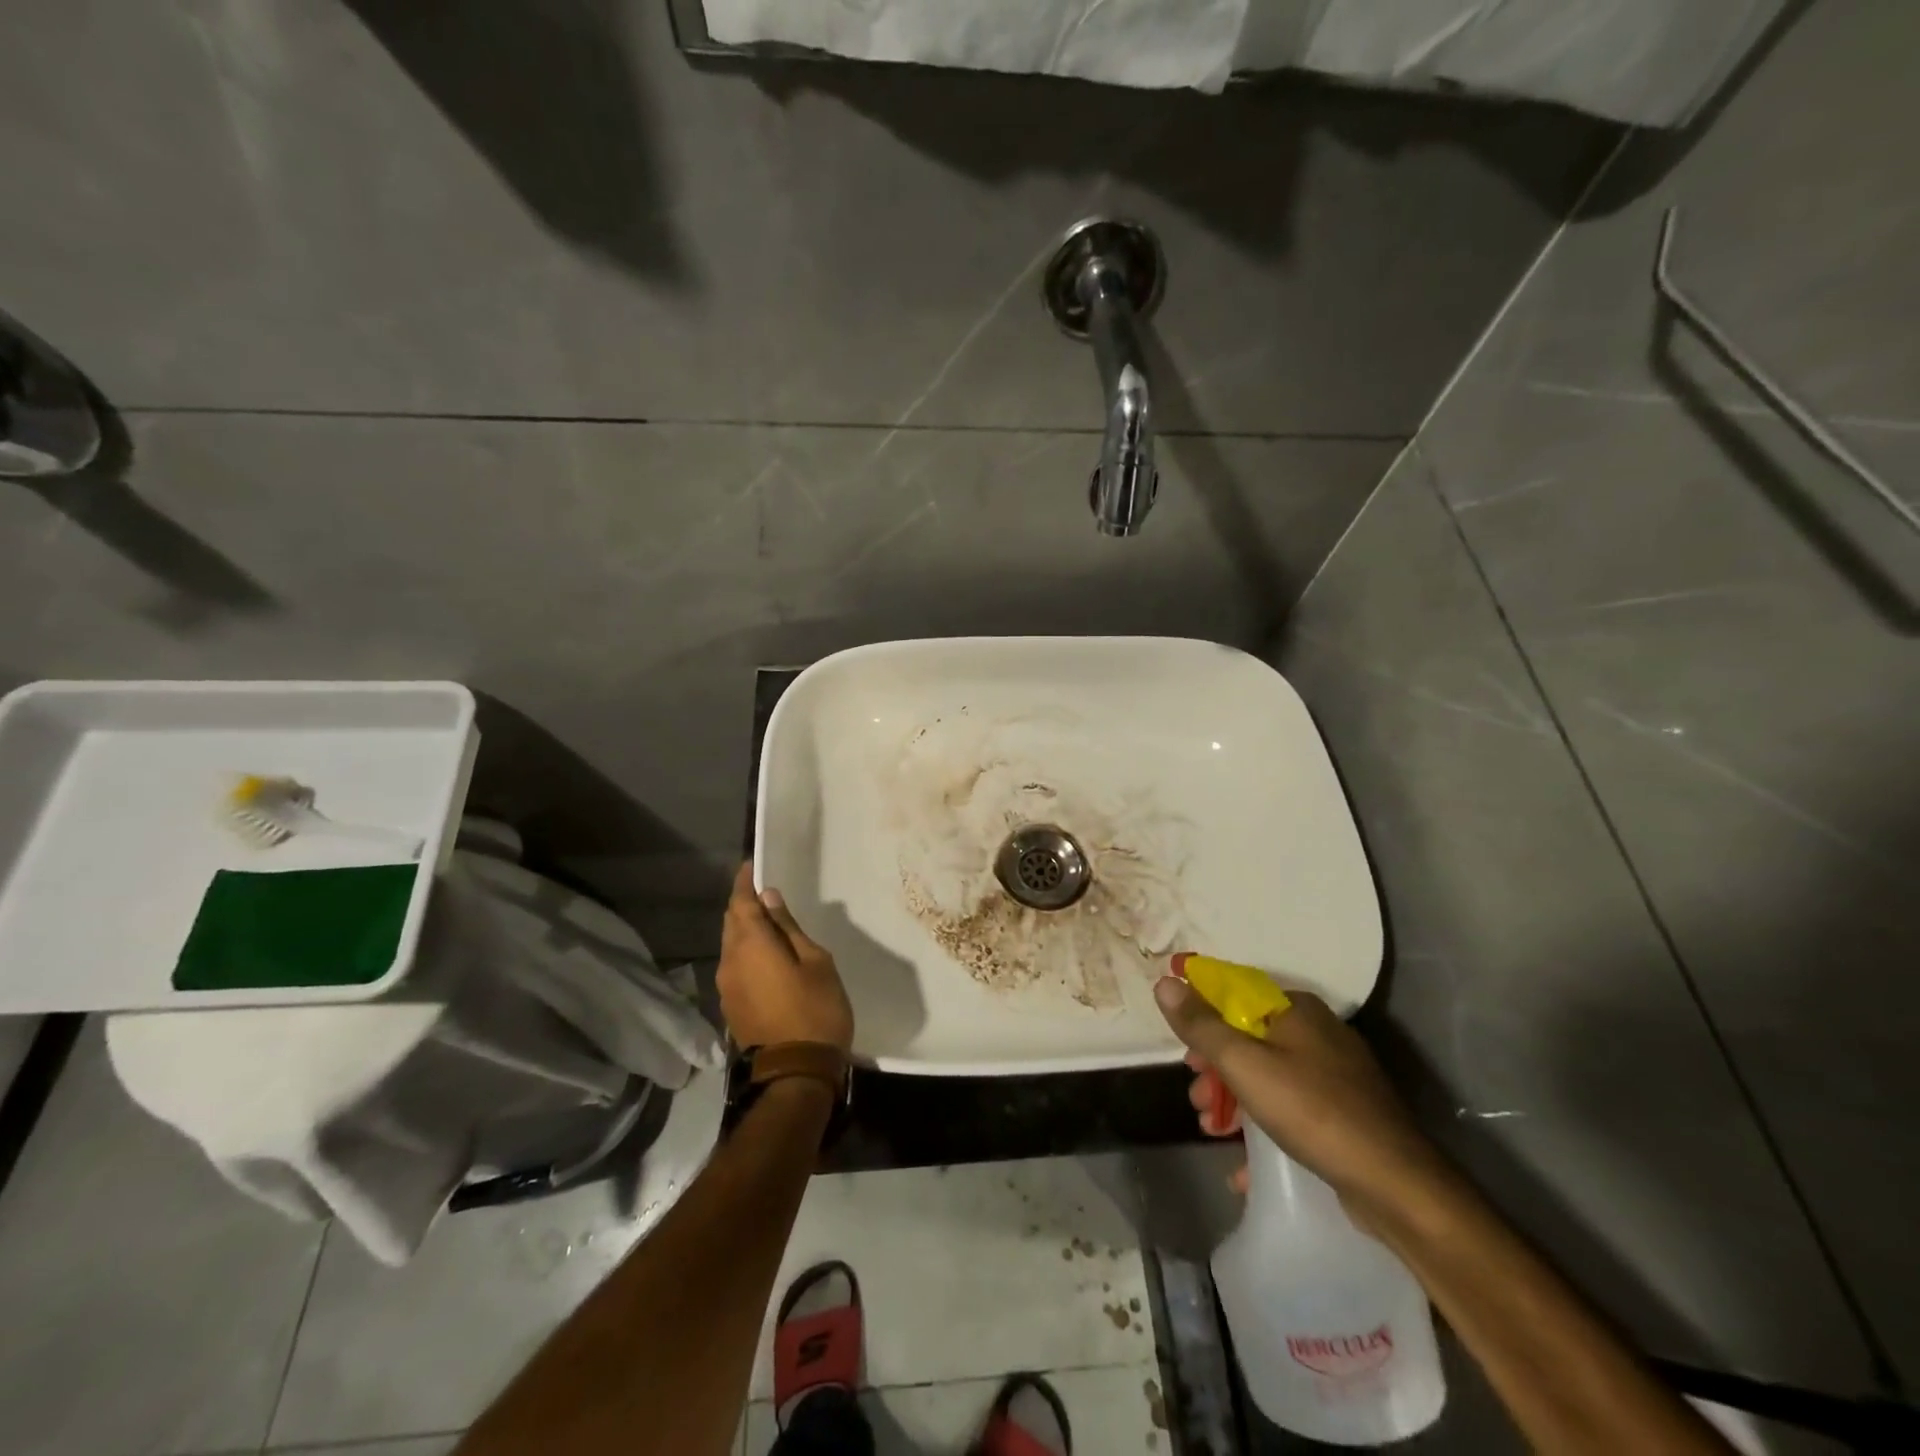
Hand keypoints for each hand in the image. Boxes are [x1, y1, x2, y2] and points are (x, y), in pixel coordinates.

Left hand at [718, 863, 854, 1053]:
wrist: (796, 1074)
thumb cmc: (815, 1010)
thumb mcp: (815, 961)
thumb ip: (788, 928)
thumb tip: (769, 899)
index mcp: (750, 945)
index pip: (741, 902)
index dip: (745, 882)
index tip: (752, 865)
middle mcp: (730, 961)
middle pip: (731, 922)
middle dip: (744, 904)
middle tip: (765, 892)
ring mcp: (727, 987)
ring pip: (731, 945)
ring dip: (745, 930)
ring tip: (769, 922)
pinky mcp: (731, 1006)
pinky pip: (735, 966)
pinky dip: (746, 952)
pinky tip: (766, 955)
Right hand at [1154, 976, 1447, 1225]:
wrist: (1397, 1186)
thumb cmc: (1312, 1111)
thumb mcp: (1244, 1064)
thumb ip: (1201, 1024)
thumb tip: (1165, 981)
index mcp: (1296, 1009)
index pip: (1235, 992)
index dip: (1201, 1014)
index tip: (1182, 1048)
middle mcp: (1317, 1032)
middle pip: (1248, 1037)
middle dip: (1215, 1069)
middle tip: (1197, 1099)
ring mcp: (1335, 1075)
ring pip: (1267, 1075)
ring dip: (1233, 1100)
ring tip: (1213, 1131)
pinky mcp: (1345, 1113)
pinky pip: (1290, 1109)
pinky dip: (1263, 1128)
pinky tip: (1245, 1164)